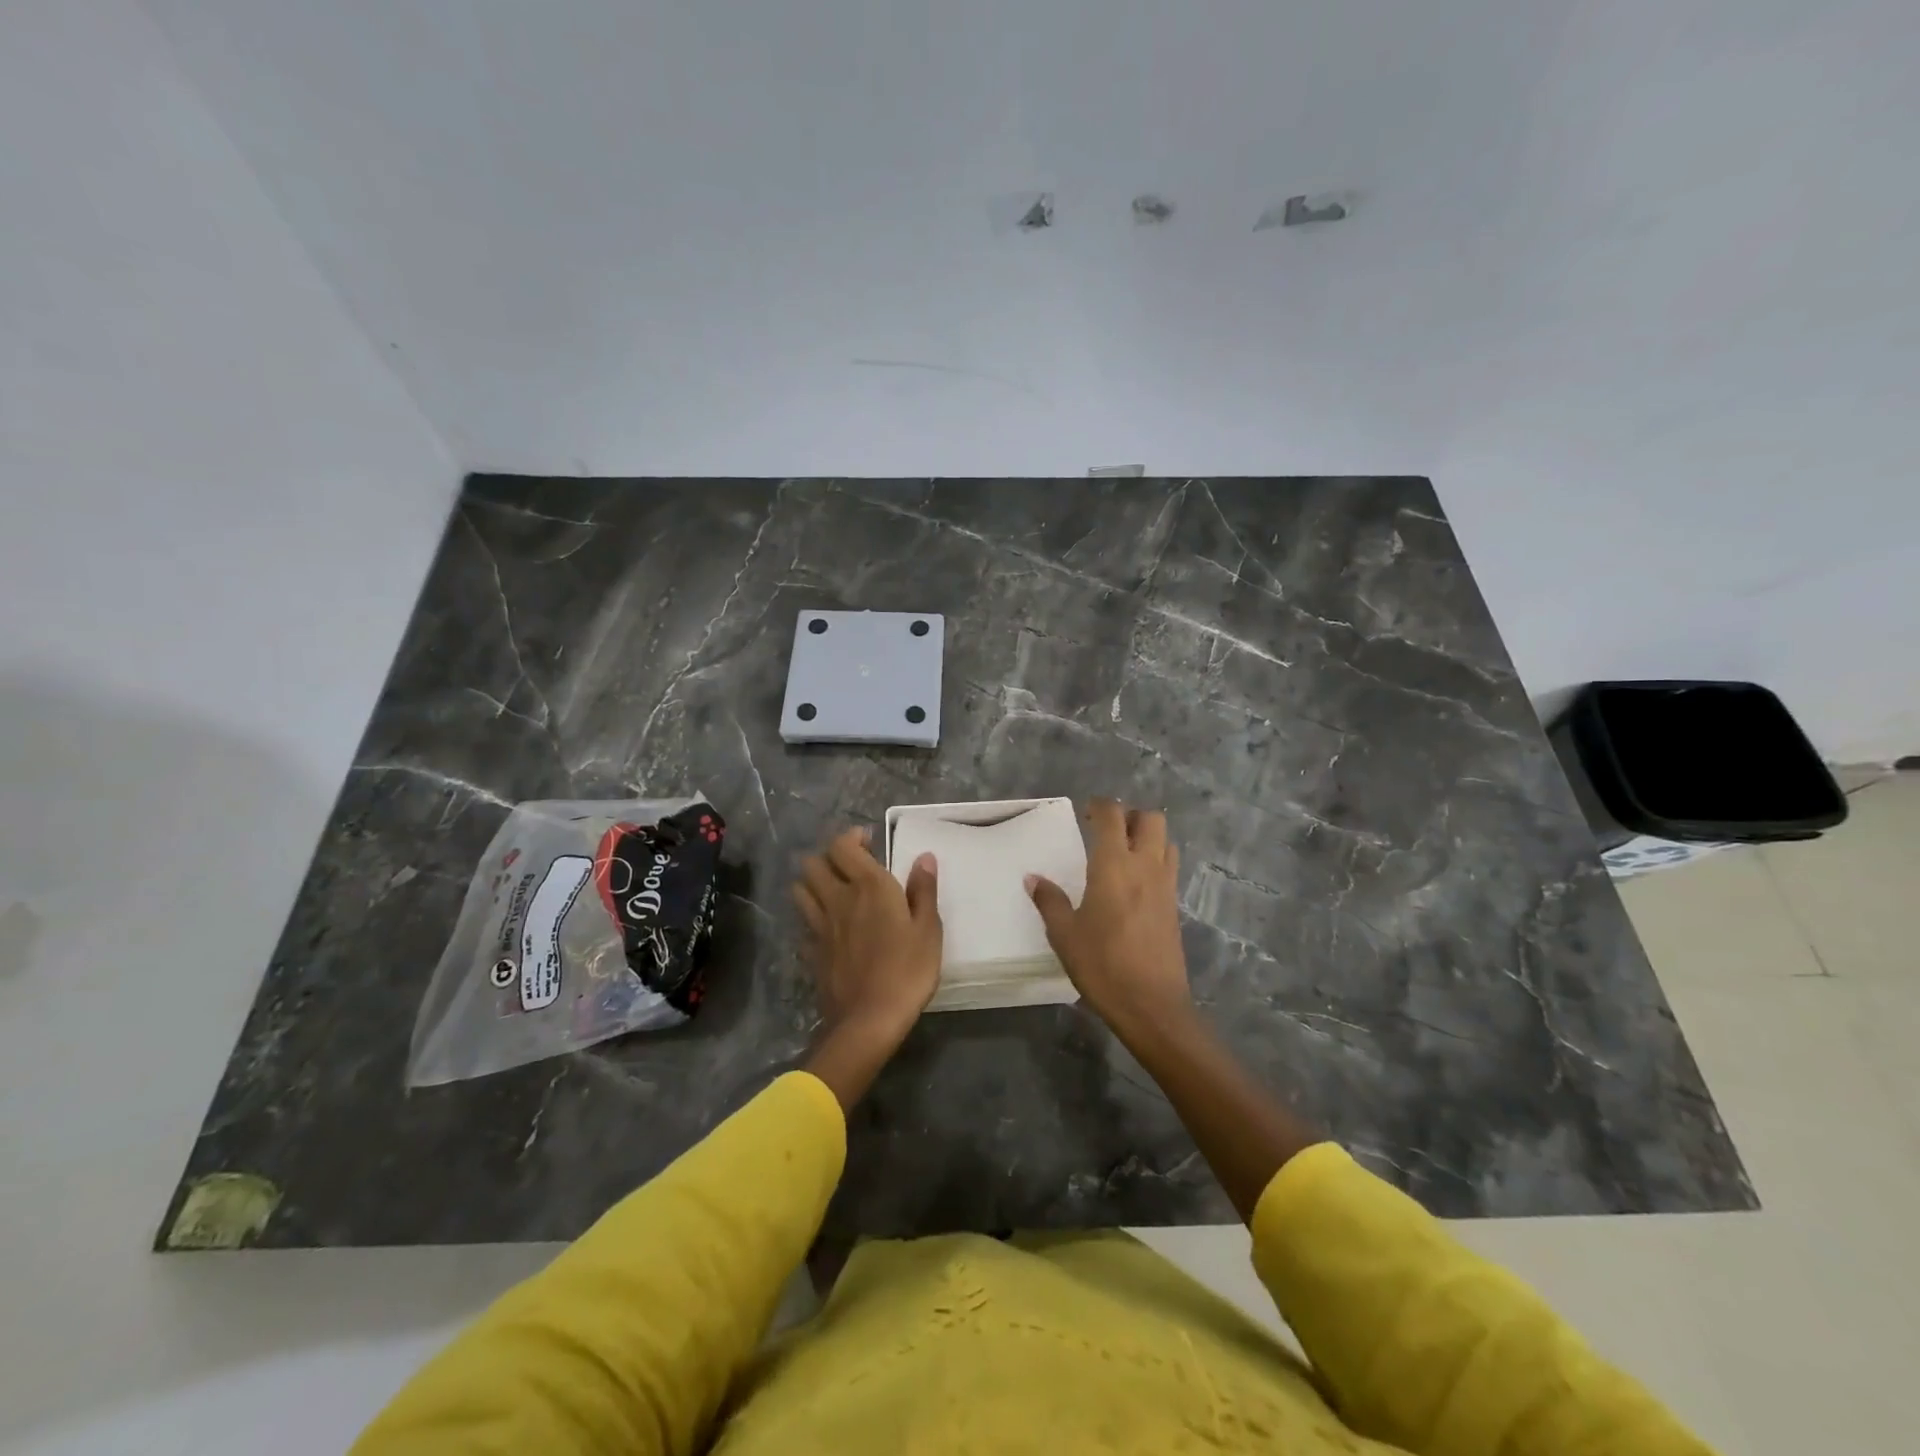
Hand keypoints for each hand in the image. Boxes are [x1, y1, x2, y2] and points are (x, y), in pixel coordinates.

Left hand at [793, 827, 941, 1108]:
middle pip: (813, 863)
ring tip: (832, 890)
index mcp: (869, 886)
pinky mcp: (812, 951)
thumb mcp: (929, 929)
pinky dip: (812, 917)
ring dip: (812, 882)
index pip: (843, 846)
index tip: (868, 842)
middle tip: (849, 866)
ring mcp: (820, 925)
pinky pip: (804, 923)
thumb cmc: (907, 970)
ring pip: (800, 889)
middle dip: (827, 857)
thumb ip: (924, 890)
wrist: (868, 1019)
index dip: (851, 837)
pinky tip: (827, 926)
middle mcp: (838, 898)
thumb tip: (924, 857)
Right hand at [1027, 799, 1191, 1039]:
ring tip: (1124, 853)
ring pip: (1166, 841)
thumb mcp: (1064, 934)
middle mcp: (1145, 866)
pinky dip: (1155, 861)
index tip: (1085, 812)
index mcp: (1114, 865)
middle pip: (1150, 819)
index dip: (1099, 806)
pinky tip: (1135, 883)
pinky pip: (1169, 867)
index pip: (1112, 816)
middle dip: (1130, 816)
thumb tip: (1033, 878)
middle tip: (1107, 830)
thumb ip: (1050, 901)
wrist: (1151, 1005)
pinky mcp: (1174, 906)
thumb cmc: (1102, 965)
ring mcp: (1165, 886)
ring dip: (1148, 837)